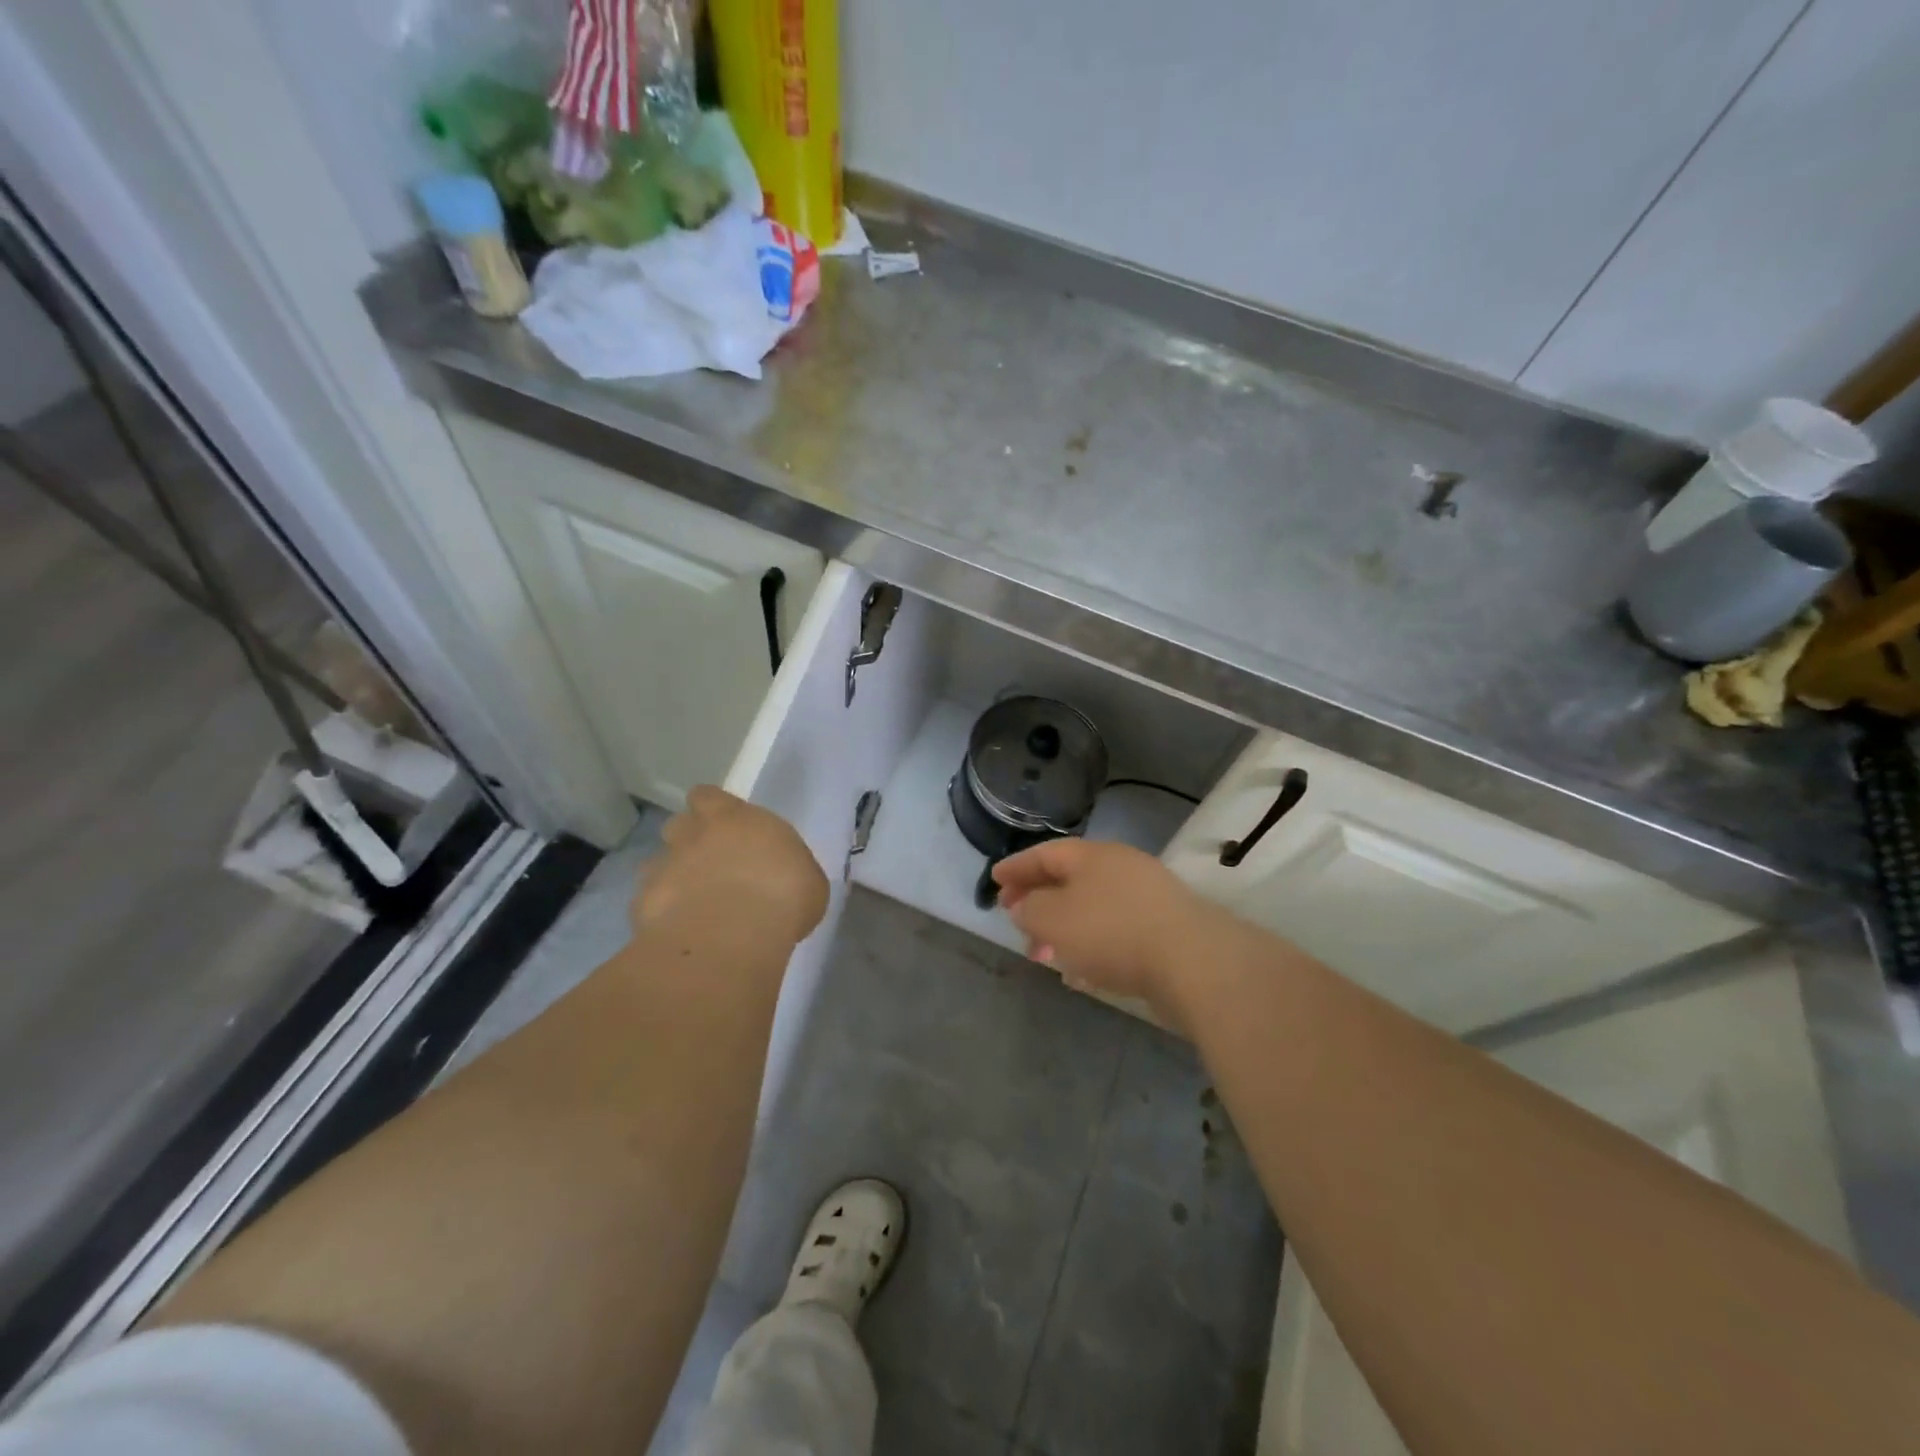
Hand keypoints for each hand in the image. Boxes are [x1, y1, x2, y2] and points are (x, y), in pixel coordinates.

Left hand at [635, 787, 828, 947]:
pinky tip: (681, 930)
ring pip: (658, 862)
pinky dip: (662, 912)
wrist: (731, 937)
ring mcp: (664, 868)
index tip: (726, 826)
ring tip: (693, 901)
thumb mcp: (807, 878)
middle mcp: (693, 835)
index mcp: (734, 818)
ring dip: (673, 875)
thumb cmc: (783, 896)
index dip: (713, 809)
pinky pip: (650, 901)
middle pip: (678, 824)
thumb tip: (782, 874)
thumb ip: (785, 866)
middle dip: (689, 840)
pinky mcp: (644, 904)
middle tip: (711, 865)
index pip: (708, 796)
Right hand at [993, 839, 1216, 1014]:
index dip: (1017, 867)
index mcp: (1092, 856)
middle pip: (1069, 879)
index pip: (1045, 853)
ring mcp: (1146, 896)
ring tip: (1043, 953)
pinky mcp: (1164, 928)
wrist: (1193, 962)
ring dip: (1062, 926)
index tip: (994, 880)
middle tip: (1014, 920)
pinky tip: (1081, 970)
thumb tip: (1024, 905)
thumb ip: (1029, 909)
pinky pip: (1113, 930)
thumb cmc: (1112, 932)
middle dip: (1038, 900)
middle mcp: (1120, 867)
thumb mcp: (1053, 918)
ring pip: (1091, 906)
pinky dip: (1089, 943)